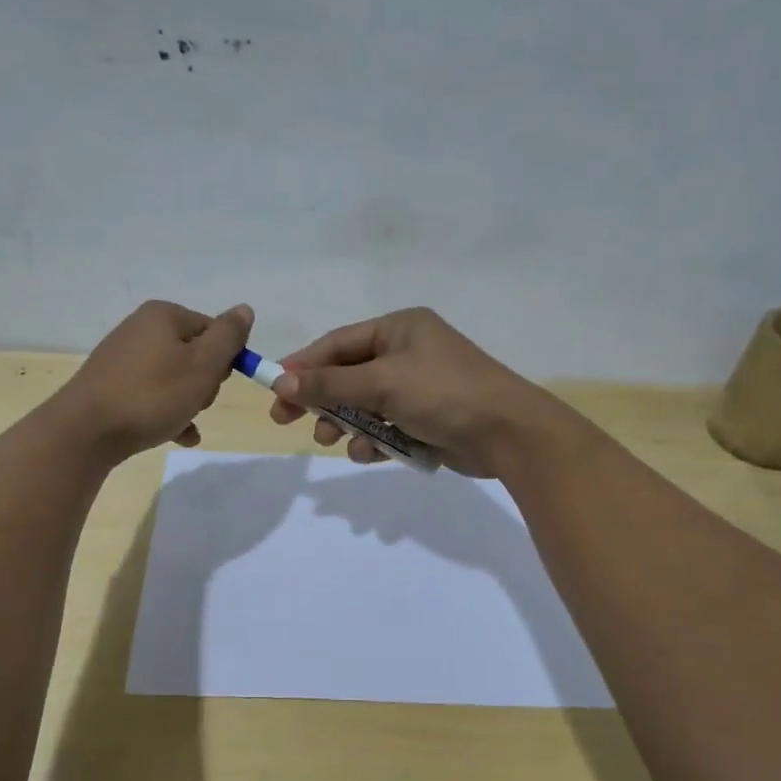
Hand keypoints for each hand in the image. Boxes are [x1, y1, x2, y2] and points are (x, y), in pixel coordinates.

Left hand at [53, 300, 252, 463]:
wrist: (86, 432)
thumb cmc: (152, 395)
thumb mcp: (202, 364)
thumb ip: (228, 337)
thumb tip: (244, 310)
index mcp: (163, 315)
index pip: (213, 330)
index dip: (225, 358)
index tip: (217, 382)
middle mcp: (141, 329)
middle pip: (193, 353)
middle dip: (204, 382)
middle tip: (196, 402)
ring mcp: (123, 359)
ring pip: (174, 378)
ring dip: (188, 402)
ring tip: (182, 422)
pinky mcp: (112, 387)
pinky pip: (153, 397)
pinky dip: (168, 414)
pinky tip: (178, 436)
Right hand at [267, 307, 569, 477]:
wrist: (508, 433)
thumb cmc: (443, 393)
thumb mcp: (381, 383)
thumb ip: (329, 383)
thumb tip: (280, 381)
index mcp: (399, 328)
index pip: (338, 343)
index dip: (303, 365)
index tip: (273, 387)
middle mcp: (407, 352)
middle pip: (347, 374)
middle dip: (320, 399)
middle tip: (286, 421)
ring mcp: (418, 387)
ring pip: (363, 404)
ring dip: (345, 423)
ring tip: (331, 440)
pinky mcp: (426, 419)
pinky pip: (385, 426)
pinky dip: (373, 439)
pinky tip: (369, 452)